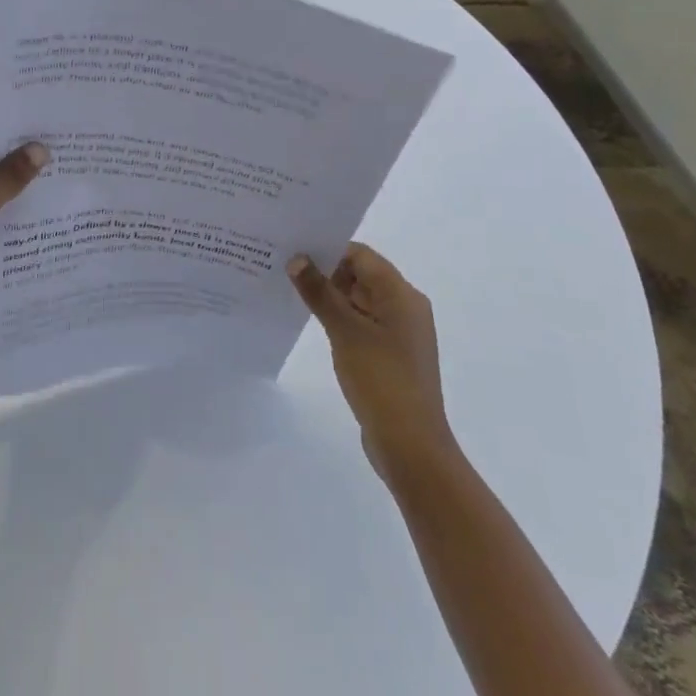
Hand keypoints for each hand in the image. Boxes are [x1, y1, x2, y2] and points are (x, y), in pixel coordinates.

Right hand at [289, 243, 455, 484]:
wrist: (411, 445)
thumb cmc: (381, 380)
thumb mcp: (345, 331)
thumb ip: (319, 292)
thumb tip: (297, 258)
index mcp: (401, 295)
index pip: (361, 255)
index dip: (328, 249)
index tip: (293, 250)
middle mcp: (405, 307)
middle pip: (361, 274)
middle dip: (325, 271)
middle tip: (284, 268)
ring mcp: (399, 332)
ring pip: (359, 299)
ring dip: (330, 295)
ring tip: (290, 292)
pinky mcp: (390, 354)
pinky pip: (362, 322)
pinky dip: (339, 317)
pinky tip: (313, 322)